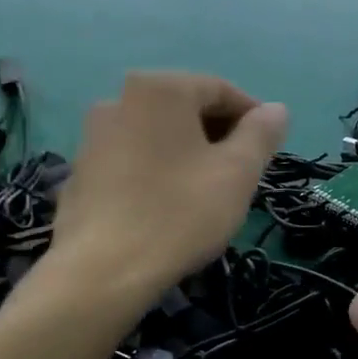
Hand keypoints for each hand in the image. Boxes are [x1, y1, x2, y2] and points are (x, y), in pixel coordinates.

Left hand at [50, 72, 286, 305]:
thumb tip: (276, 110)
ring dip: (188, 154)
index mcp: (160, 88)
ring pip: (158, 135)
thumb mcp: (237, 173)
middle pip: (186, 109)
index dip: (253, 119)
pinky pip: (132, 159)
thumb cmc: (180, 213)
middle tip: (242, 176)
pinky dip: (157, 171)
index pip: (221, 90)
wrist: (102, 271)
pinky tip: (168, 206)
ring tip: (207, 194)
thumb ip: (261, 134)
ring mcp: (93, 135)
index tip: (269, 152)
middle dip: (219, 137)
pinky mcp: (81, 171)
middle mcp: (119, 98)